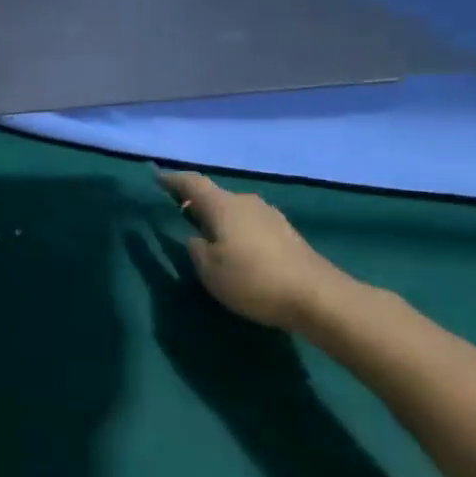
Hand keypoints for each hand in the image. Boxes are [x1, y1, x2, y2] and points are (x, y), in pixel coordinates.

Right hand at [156, 171, 350, 332]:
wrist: (318, 297)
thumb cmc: (253, 280)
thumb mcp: (210, 270)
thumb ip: (196, 248)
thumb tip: (197, 237)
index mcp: (223, 206)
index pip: (192, 183)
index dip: (173, 180)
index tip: (157, 179)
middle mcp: (246, 202)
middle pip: (215, 195)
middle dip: (195, 202)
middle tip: (178, 213)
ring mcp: (270, 216)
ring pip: (234, 210)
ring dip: (217, 218)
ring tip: (206, 233)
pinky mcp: (286, 233)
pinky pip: (250, 223)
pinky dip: (236, 229)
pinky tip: (235, 248)